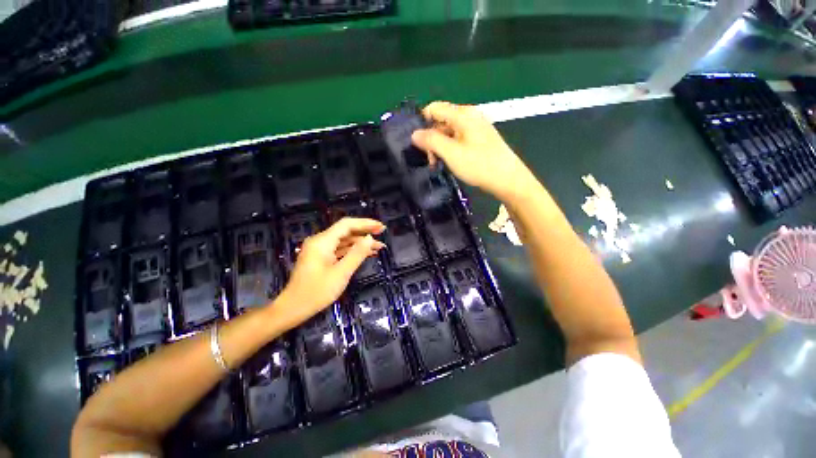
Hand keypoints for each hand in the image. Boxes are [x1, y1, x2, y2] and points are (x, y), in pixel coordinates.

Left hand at [274, 218, 385, 327]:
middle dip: (364, 231)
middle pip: (345, 230)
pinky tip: (365, 253)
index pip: (347, 225)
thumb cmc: (316, 292)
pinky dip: (352, 250)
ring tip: (378, 246)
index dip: (365, 223)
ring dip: (360, 242)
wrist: (293, 308)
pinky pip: (339, 249)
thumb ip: (357, 254)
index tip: (380, 227)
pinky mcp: (320, 257)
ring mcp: (319, 249)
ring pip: (344, 240)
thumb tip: (370, 238)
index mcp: (322, 242)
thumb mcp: (341, 273)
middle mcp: (320, 241)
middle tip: (382, 232)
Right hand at [411, 101, 538, 202]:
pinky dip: (450, 149)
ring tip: (437, 164)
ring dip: (440, 146)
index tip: (417, 143)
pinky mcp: (479, 139)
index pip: (434, 108)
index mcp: (463, 114)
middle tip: (429, 159)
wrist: (508, 179)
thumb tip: (414, 134)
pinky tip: (449, 162)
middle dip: (431, 138)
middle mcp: (469, 116)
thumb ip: (431, 141)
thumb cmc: (479, 165)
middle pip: (441, 121)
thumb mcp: (451, 153)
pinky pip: (458, 139)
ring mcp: (475, 128)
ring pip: (449, 132)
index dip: (422, 122)